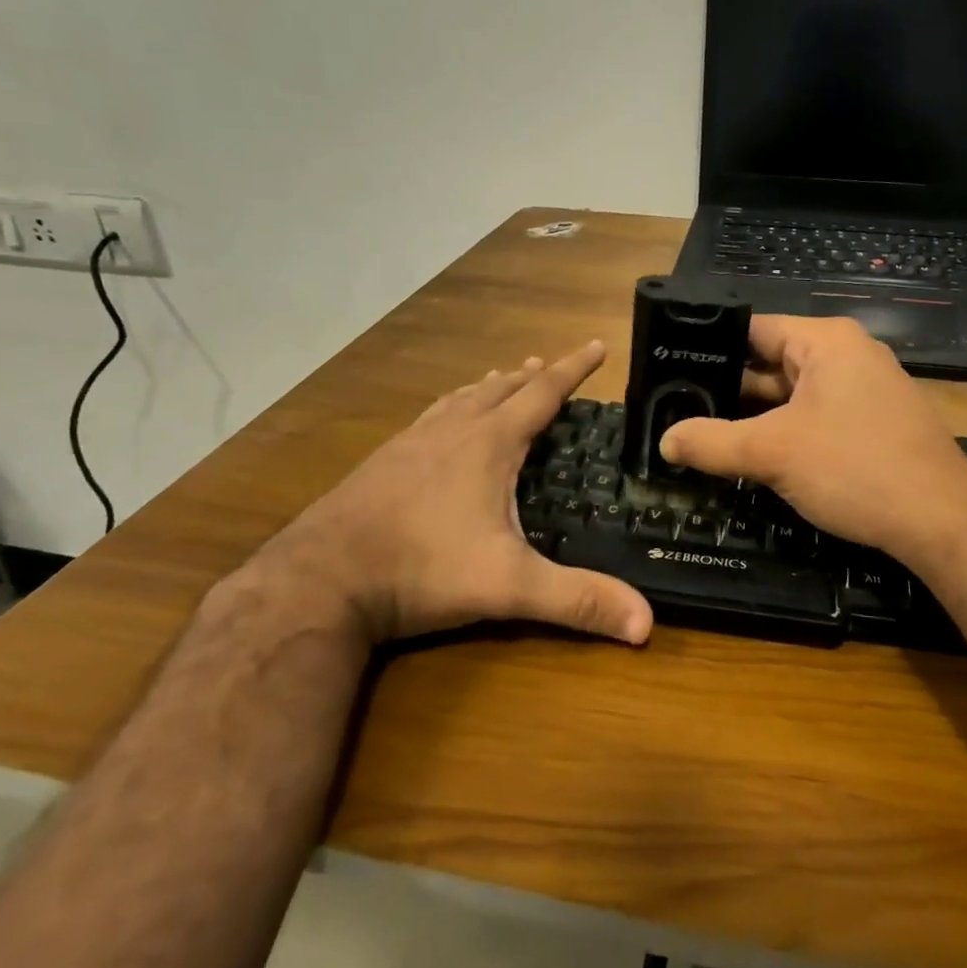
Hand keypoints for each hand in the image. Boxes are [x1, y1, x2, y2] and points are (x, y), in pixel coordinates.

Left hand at [260, 342, 652, 645]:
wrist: (320, 580)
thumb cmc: (422, 569)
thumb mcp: (508, 586)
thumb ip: (577, 600)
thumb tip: (647, 623)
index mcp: (489, 444)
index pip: (543, 394)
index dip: (574, 368)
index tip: (597, 344)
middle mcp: (452, 431)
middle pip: (501, 389)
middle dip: (532, 376)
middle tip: (550, 365)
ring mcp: (412, 443)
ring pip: (461, 400)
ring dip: (489, 388)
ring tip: (502, 380)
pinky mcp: (383, 462)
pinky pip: (430, 418)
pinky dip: (452, 408)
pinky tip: (441, 425)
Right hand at [659, 316, 966, 573]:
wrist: (942, 522)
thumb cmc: (855, 468)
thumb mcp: (773, 454)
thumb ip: (712, 443)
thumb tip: (665, 441)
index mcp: (826, 342)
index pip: (754, 329)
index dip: (710, 347)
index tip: (672, 369)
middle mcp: (847, 355)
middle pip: (771, 363)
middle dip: (729, 389)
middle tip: (677, 408)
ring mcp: (864, 390)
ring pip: (792, 395)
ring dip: (755, 416)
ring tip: (702, 432)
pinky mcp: (873, 423)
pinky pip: (815, 416)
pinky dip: (784, 432)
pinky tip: (753, 454)